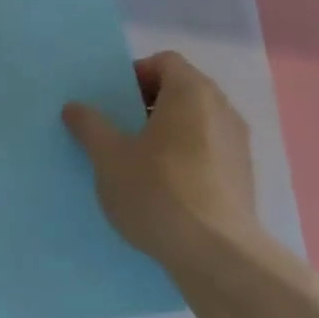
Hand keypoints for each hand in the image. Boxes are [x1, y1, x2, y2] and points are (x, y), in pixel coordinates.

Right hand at [63, 51, 263, 266]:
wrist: (217, 256)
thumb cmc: (158, 191)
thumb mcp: (109, 157)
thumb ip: (90, 126)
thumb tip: (74, 107)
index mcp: (191, 92)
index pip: (165, 61)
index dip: (136, 74)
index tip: (114, 102)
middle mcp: (222, 110)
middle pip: (182, 91)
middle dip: (148, 105)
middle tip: (120, 130)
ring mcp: (238, 145)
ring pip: (196, 124)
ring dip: (168, 134)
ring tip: (139, 162)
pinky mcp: (244, 179)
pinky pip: (208, 153)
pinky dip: (186, 159)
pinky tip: (165, 190)